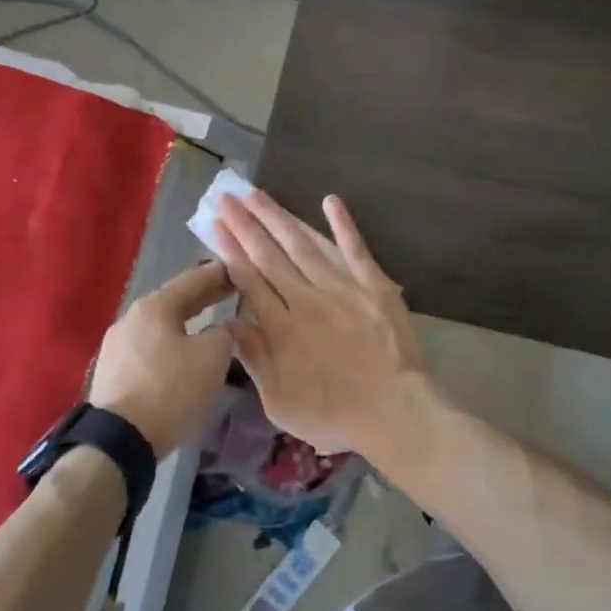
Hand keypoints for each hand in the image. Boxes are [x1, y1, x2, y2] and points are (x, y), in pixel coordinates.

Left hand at [88, 262, 235, 457]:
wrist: (118, 442)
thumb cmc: (170, 390)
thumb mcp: (213, 357)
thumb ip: (224, 333)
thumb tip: (220, 330)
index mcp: (154, 306)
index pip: (194, 279)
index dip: (220, 273)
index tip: (240, 269)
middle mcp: (131, 319)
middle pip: (175, 301)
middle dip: (204, 297)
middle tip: (231, 292)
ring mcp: (117, 347)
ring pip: (161, 326)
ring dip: (187, 324)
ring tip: (210, 326)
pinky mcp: (112, 374)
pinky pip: (150, 349)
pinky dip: (172, 345)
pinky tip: (184, 355)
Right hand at [214, 191, 428, 454]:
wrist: (395, 411)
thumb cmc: (335, 415)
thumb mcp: (280, 403)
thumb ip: (254, 359)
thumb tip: (229, 322)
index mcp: (282, 328)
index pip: (249, 280)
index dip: (230, 251)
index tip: (215, 225)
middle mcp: (307, 300)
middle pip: (270, 256)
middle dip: (246, 225)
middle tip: (228, 197)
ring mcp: (342, 288)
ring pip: (303, 245)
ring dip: (278, 218)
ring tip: (257, 194)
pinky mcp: (373, 285)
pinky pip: (355, 249)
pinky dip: (342, 224)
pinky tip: (330, 200)